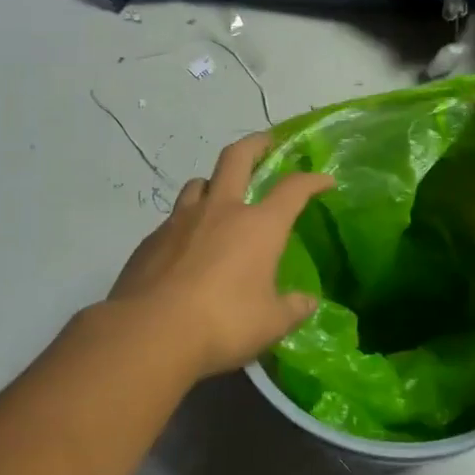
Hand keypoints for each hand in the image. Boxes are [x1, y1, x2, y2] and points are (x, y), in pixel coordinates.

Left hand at [108, 133, 334, 379]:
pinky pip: (174, 218)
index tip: (325, 181)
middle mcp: (220, 211)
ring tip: (221, 195)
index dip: (312, 181)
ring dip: (214, 182)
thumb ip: (292, 309)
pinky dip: (188, 222)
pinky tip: (188, 245)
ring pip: (199, 184)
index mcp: (258, 226)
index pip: (293, 189)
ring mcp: (180, 221)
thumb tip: (307, 302)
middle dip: (256, 144)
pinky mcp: (152, 240)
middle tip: (266, 141)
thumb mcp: (270, 324)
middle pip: (236, 158)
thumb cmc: (222, 323)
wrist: (149, 333)